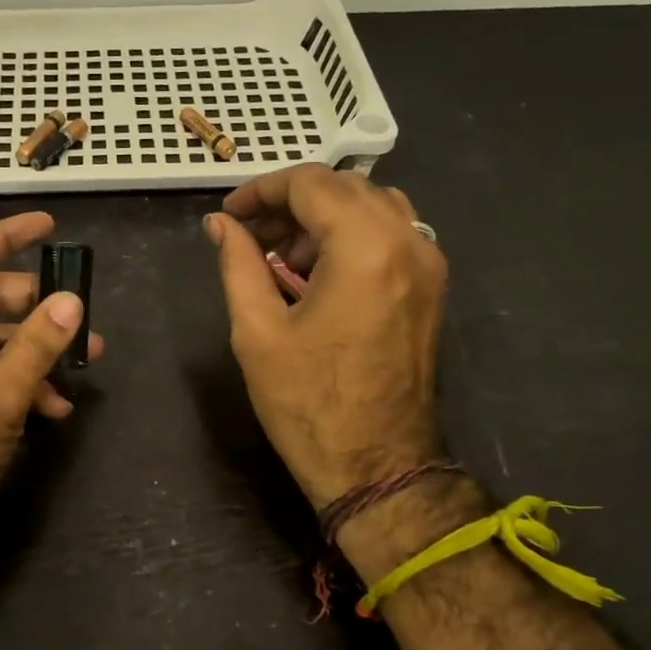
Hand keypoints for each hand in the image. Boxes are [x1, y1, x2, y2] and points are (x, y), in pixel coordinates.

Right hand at [204, 166, 446, 510]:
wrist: (376, 465)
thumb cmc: (307, 402)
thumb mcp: (257, 331)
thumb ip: (238, 264)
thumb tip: (219, 224)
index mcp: (365, 248)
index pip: (311, 184)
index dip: (262, 190)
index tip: (230, 215)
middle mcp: (408, 242)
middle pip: (345, 187)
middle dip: (292, 202)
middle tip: (250, 235)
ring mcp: (429, 264)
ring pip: (373, 206)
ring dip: (323, 216)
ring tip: (282, 255)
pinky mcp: (431, 288)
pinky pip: (392, 235)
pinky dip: (351, 235)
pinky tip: (318, 273)